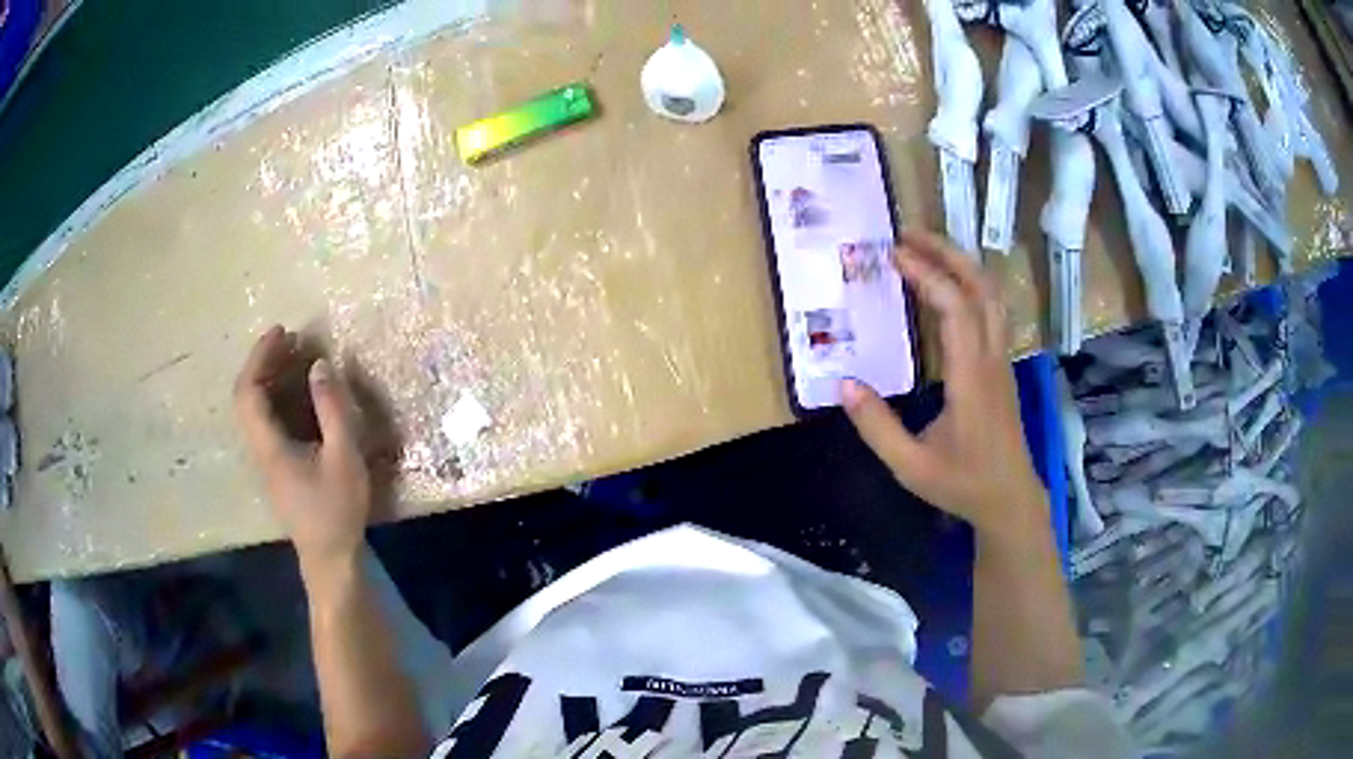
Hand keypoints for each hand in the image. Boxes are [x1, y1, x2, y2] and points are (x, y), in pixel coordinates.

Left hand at [233, 326, 370, 574]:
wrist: (329, 557)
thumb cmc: (336, 510)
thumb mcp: (344, 458)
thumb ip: (332, 410)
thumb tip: (319, 366)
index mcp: (269, 445)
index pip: (249, 391)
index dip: (260, 356)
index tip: (283, 332)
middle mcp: (259, 448)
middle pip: (246, 396)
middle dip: (264, 361)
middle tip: (292, 340)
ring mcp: (265, 458)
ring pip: (253, 408)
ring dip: (269, 377)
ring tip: (295, 357)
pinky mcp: (275, 466)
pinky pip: (265, 419)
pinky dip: (276, 396)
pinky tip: (297, 393)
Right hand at [842, 230, 1046, 536]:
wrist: (1010, 499)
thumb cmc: (963, 484)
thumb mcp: (911, 466)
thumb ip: (877, 426)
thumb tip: (843, 382)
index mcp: (972, 378)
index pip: (956, 309)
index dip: (927, 275)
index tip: (894, 254)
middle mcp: (992, 358)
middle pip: (982, 287)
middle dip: (948, 252)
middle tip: (909, 234)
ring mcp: (1002, 359)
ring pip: (992, 295)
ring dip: (962, 264)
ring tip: (925, 249)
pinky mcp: (1002, 365)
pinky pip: (991, 310)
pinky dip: (968, 284)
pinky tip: (946, 286)